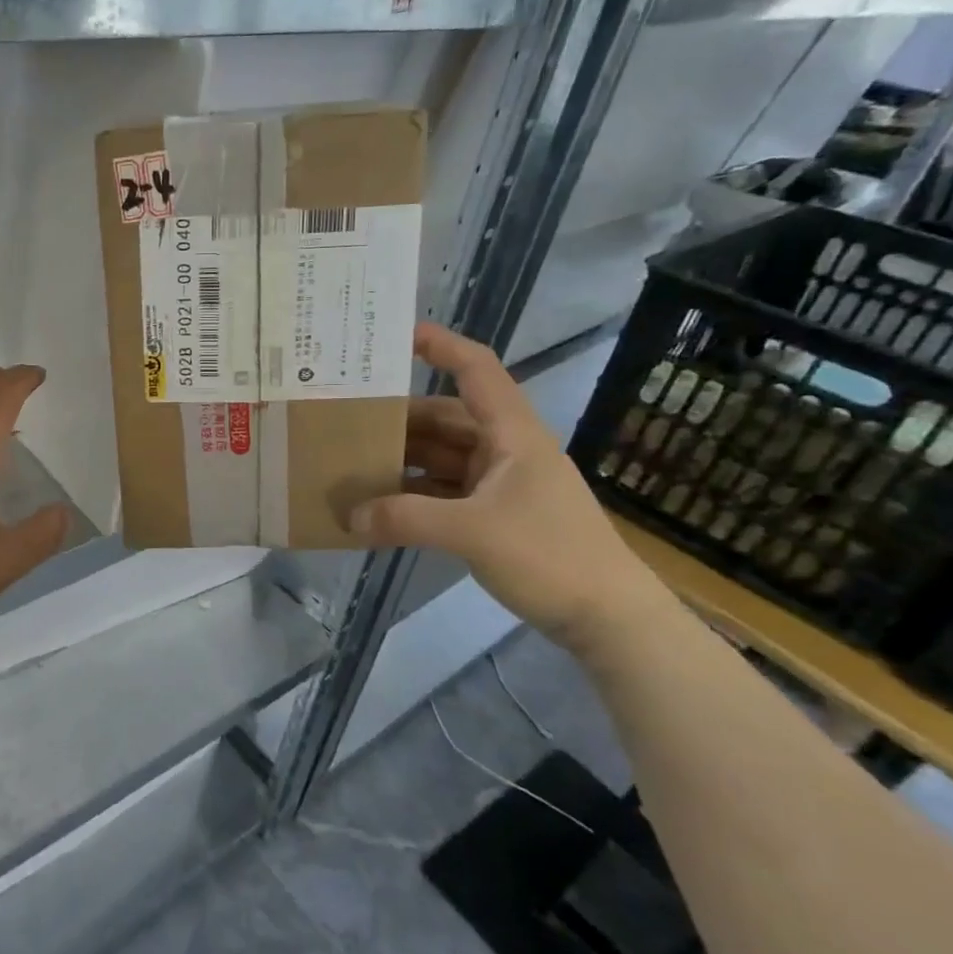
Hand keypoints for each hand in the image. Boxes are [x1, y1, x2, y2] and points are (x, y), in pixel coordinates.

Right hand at [348, 325, 671, 648]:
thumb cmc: (550, 555)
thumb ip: (405, 519)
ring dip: (402, 460)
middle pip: (445, 417)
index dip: (441, 345)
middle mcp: (504, 449)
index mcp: (512, 433)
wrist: (607, 617)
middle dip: (398, 417)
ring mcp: (500, 483)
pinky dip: (413, 495)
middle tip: (346, 418)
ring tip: (352, 463)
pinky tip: (380, 507)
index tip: (395, 336)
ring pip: (441, 456)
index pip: (476, 370)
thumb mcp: (472, 532)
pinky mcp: (495, 514)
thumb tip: (349, 516)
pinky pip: (443, 490)